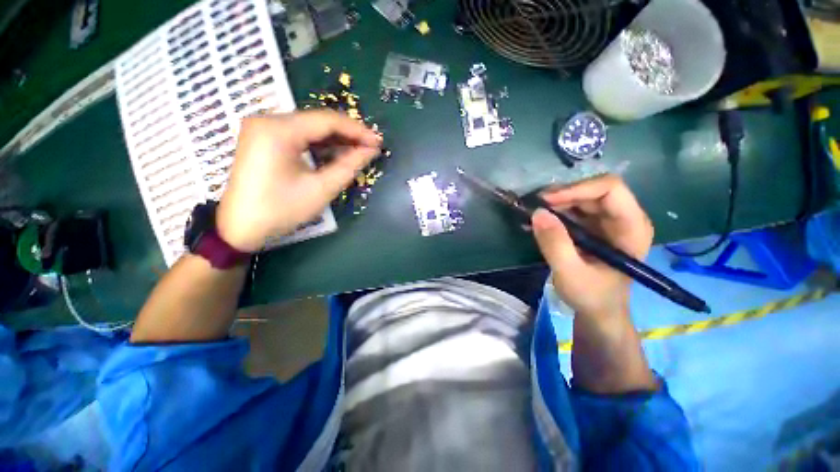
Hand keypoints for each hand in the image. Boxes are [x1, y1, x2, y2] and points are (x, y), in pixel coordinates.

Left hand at [216, 110, 380, 252]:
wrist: (239, 228)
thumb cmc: (281, 210)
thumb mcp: (321, 189)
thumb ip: (349, 166)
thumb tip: (371, 151)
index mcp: (279, 130)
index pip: (327, 121)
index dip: (357, 130)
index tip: (378, 142)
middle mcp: (267, 120)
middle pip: (318, 121)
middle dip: (347, 134)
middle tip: (370, 148)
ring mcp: (262, 128)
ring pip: (309, 127)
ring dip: (335, 139)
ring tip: (358, 151)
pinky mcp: (263, 138)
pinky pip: (298, 135)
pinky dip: (319, 144)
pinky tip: (336, 153)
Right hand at [531, 174, 652, 317]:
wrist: (598, 311)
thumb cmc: (591, 296)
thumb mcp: (570, 273)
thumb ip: (555, 244)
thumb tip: (537, 213)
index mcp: (631, 228)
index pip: (611, 189)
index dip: (577, 189)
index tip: (547, 201)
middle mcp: (622, 218)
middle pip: (593, 190)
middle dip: (562, 195)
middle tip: (534, 206)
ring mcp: (607, 222)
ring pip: (580, 198)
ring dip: (555, 203)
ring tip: (532, 215)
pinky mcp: (593, 227)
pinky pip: (573, 210)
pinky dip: (554, 212)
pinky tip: (537, 222)